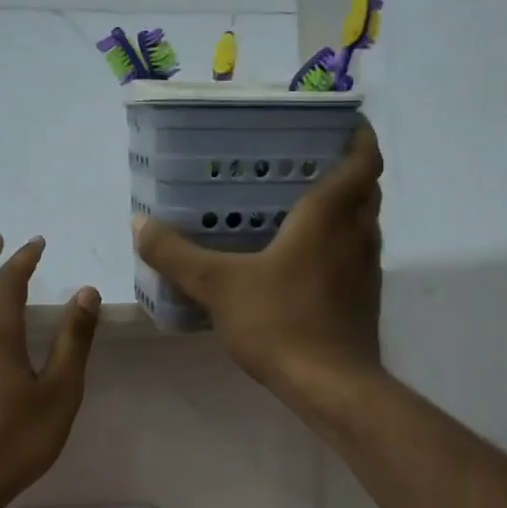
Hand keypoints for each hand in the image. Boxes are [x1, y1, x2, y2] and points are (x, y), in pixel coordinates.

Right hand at [133, 120, 383, 400]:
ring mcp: (367, 270)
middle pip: (366, 189)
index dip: (359, 136)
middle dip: (347, 171)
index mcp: (329, 215)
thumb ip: (176, 254)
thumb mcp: (217, 285)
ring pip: (364, 225)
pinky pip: (355, 257)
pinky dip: (339, 247)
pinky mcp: (365, 300)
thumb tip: (139, 223)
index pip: (363, 159)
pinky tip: (303, 264)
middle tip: (308, 164)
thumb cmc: (280, 322)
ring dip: (345, 210)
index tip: (343, 122)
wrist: (332, 386)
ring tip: (302, 209)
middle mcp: (358, 234)